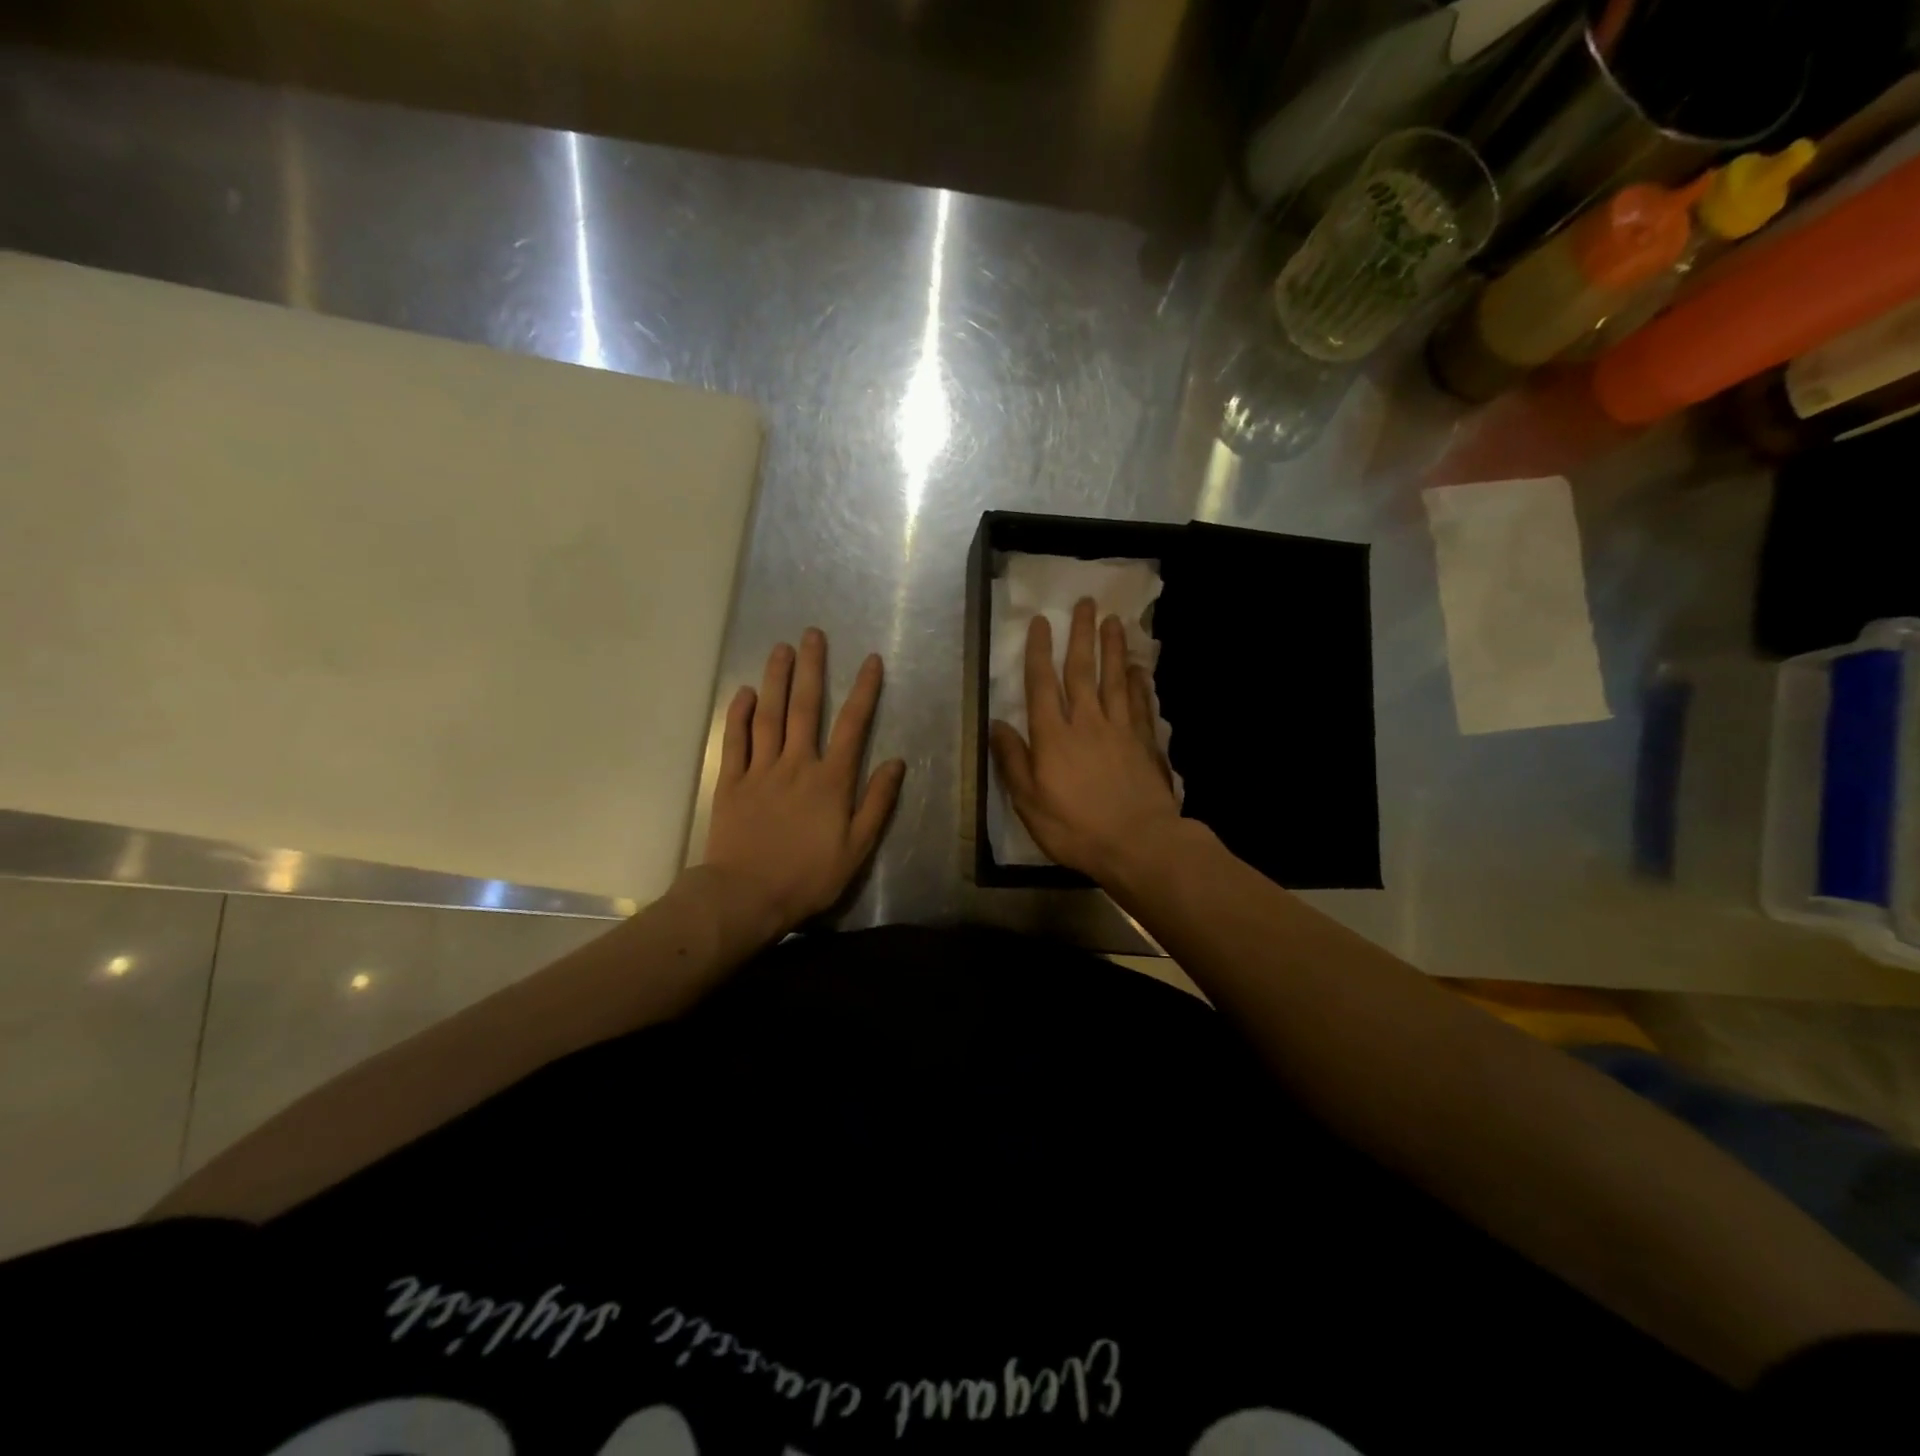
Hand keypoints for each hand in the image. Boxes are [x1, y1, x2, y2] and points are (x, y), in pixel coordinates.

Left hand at [702, 629, 905, 937]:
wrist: (746, 896)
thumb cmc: (808, 876)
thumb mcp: (856, 848)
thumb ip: (876, 803)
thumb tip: (896, 762)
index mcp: (830, 780)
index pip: (853, 725)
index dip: (864, 690)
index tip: (870, 660)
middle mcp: (796, 764)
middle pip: (805, 708)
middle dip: (811, 669)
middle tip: (812, 634)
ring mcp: (760, 770)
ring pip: (769, 715)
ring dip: (776, 679)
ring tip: (780, 648)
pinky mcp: (731, 782)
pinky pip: (735, 740)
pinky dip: (739, 714)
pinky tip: (745, 692)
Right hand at [989, 597, 1183, 884]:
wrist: (1138, 844)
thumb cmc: (1075, 828)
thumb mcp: (1030, 802)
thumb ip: (1013, 761)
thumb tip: (998, 725)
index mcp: (1053, 737)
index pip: (1042, 685)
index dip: (1040, 651)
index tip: (1042, 622)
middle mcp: (1086, 723)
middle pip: (1083, 671)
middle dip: (1081, 635)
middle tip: (1086, 603)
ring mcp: (1120, 730)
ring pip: (1115, 679)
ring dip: (1113, 648)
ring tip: (1113, 620)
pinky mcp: (1145, 743)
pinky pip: (1140, 704)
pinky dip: (1138, 682)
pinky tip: (1139, 668)